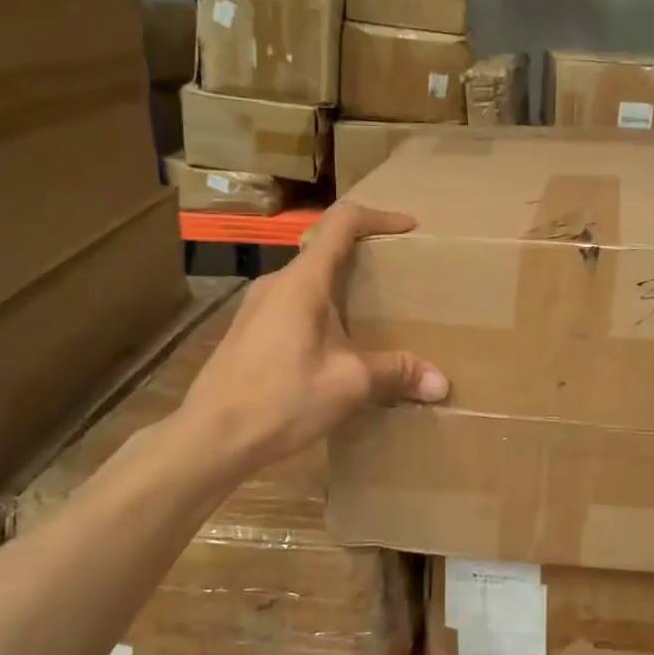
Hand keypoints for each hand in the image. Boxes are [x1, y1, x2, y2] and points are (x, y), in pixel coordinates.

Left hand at [179, 204, 448, 472]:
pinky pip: (293, 306)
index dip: (379, 217)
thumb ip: (397, 373)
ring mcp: (256, 307)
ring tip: (372, 316)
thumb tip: (442, 383)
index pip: (342, 223)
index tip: (409, 227)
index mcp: (303, 281)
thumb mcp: (349, 384)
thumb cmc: (282, 398)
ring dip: (341, 290)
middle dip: (364, 257)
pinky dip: (321, 312)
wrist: (211, 437)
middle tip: (398, 277)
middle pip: (324, 250)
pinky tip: (334, 349)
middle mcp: (276, 283)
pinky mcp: (248, 332)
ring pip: (307, 282)